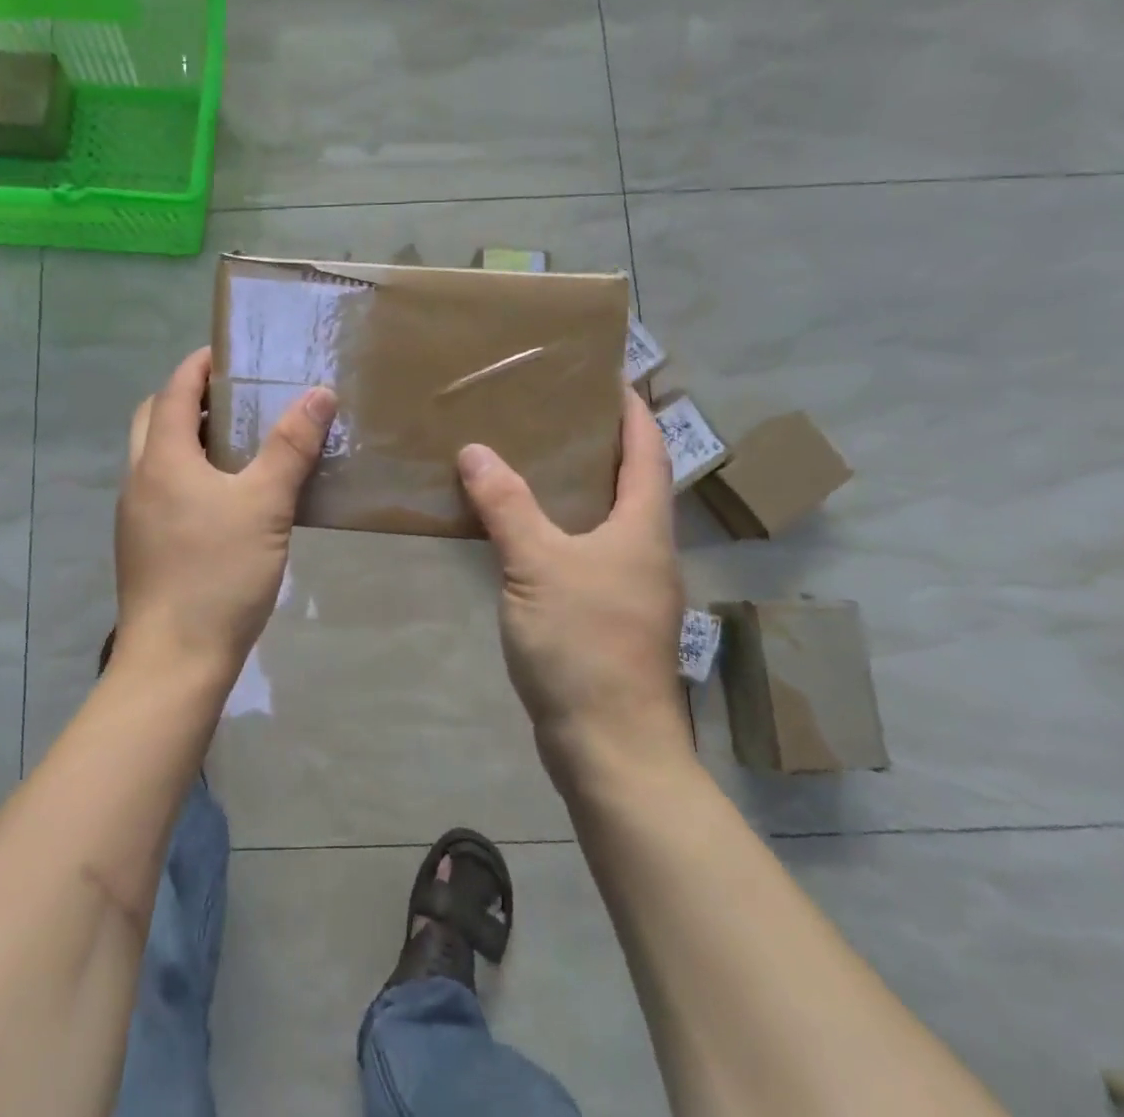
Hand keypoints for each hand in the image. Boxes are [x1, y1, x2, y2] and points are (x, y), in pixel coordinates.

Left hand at [114, 347, 335, 677]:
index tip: (229, 352)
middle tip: (234, 397)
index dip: (199, 365)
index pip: (173, 390)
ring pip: (155, 456)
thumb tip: (319, 393)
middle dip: (187, 398)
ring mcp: (135, 516)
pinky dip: (186, 472)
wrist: (174, 661)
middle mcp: (139, 479)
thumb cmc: (218, 574)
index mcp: (162, 459)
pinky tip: (224, 495)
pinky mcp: (142, 545)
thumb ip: (291, 447)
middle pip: (153, 419)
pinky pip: (161, 488)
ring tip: (237, 441)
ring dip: (187, 436)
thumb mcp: (265, 505)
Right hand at [457, 392, 691, 769]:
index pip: (648, 449)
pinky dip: (560, 527)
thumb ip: (506, 505)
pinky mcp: (607, 616)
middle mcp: (645, 550)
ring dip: (578, 486)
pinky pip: (585, 552)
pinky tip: (524, 529)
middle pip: (630, 480)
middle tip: (550, 412)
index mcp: (643, 527)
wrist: (610, 747)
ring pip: (606, 518)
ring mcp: (629, 587)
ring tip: (530, 458)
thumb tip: (475, 450)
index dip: (631, 409)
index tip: (605, 376)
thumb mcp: (537, 565)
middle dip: (599, 442)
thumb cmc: (584, 645)